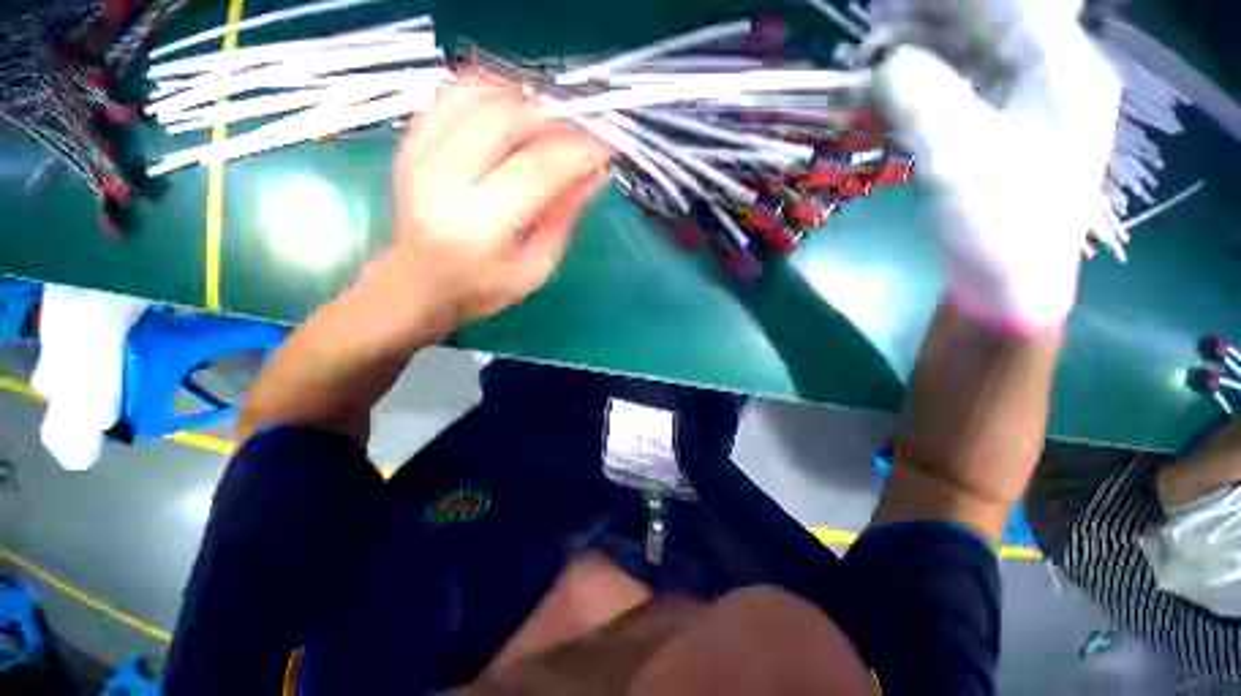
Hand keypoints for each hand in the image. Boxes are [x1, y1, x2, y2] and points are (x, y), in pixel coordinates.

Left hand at [388, 79, 610, 334]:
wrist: (416, 285)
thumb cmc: (480, 288)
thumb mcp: (534, 270)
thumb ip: (562, 220)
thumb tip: (593, 175)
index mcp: (478, 225)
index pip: (536, 168)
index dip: (576, 152)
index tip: (602, 150)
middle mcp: (442, 180)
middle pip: (505, 118)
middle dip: (553, 120)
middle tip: (576, 139)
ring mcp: (420, 153)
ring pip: (478, 93)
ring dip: (523, 102)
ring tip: (546, 127)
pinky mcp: (411, 141)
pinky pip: (453, 93)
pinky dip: (490, 91)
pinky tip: (511, 114)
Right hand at [872, 0, 1119, 331]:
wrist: (1006, 287)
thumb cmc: (1000, 228)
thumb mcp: (960, 160)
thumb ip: (922, 100)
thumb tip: (883, 62)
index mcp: (1065, 70)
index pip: (1009, 3)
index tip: (892, 3)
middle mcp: (1050, 74)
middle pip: (989, 21)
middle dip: (930, 18)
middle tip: (875, 28)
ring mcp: (1023, 102)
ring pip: (970, 52)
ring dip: (921, 50)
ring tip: (874, 57)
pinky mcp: (996, 129)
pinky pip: (958, 87)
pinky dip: (921, 83)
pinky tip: (890, 88)